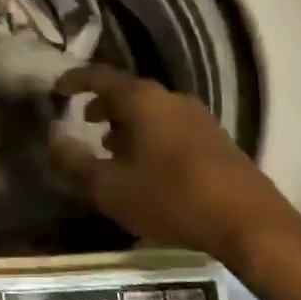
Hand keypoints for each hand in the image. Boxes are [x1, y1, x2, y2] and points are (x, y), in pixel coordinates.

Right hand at [50, 65, 300, 267]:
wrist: (249, 223)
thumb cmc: (171, 198)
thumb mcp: (111, 188)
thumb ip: (75, 164)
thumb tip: (52, 141)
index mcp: (142, 100)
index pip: (100, 76)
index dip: (76, 80)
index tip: (57, 89)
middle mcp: (170, 98)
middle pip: (129, 92)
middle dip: (104, 104)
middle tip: (85, 121)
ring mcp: (198, 117)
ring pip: (152, 111)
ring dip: (128, 123)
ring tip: (112, 148)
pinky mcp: (216, 140)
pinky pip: (171, 126)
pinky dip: (150, 136)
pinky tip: (147, 167)